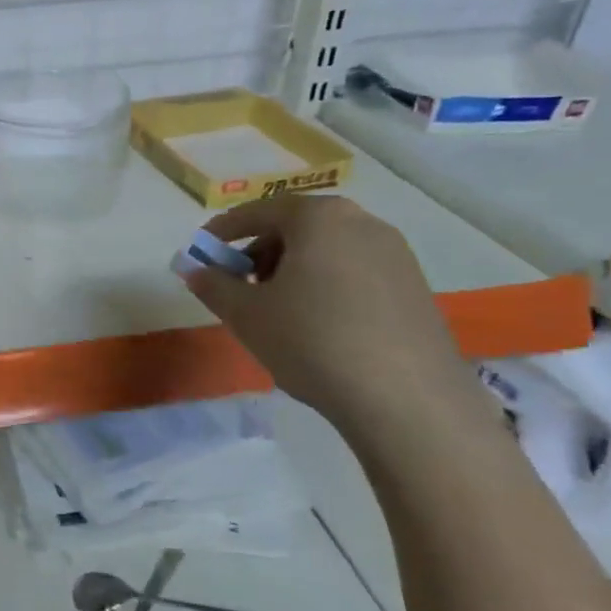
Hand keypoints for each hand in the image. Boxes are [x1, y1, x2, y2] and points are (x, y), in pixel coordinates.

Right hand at [176, 195, 481, 431]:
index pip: (260, 211)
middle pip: (297, 227)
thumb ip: (213, 285)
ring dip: (293, 270)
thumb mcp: (246, 314)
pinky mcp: (415, 288)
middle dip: (261, 251)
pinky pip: (355, 272)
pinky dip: (326, 286)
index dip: (225, 229)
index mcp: (319, 217)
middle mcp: (362, 223)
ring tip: (276, 310)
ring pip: (328, 250)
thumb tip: (195, 270)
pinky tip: (317, 326)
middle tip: (238, 284)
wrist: (407, 400)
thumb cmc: (312, 340)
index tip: (203, 250)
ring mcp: (396, 255)